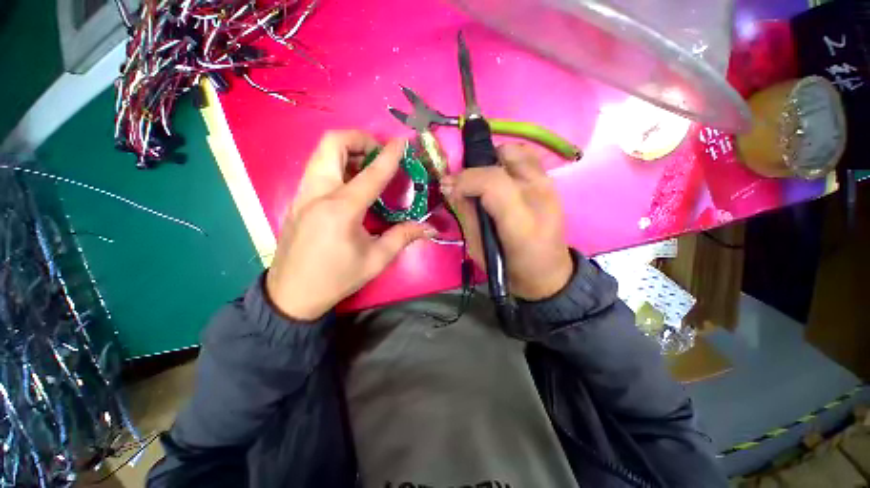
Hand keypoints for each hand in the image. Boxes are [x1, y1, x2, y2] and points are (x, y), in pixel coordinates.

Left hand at [266, 131, 434, 319]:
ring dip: (347, 150)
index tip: (402, 142)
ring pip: (321, 153)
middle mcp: (317, 193)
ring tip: (368, 166)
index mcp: (341, 209)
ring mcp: (302, 194)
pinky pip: (317, 168)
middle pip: (332, 144)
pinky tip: (351, 183)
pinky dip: (337, 164)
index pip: (371, 173)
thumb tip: (429, 228)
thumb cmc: (337, 278)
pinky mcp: (296, 200)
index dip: (390, 155)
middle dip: (360, 139)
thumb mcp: (376, 260)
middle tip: (379, 152)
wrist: (291, 295)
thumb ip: (403, 237)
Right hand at [441, 144, 572, 300]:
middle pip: (505, 157)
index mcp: (522, 223)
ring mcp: (550, 187)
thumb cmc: (510, 269)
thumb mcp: (478, 249)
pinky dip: (508, 161)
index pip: (493, 182)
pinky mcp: (552, 184)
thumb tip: (451, 187)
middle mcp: (540, 196)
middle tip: (465, 185)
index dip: (466, 179)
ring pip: (517, 150)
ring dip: (493, 160)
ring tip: (483, 182)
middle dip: (477, 168)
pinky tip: (500, 180)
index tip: (448, 186)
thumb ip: (466, 214)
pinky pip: (526, 157)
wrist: (548, 274)